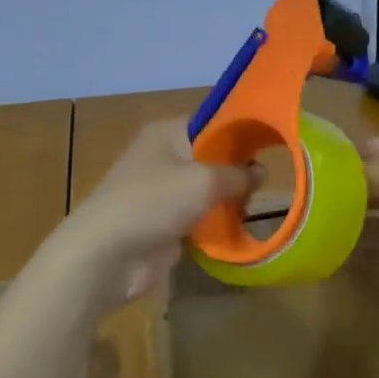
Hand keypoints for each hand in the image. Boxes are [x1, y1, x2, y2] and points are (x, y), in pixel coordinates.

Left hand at [69, 119, 254, 303]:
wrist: (106, 255)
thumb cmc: (154, 201)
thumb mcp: (204, 181)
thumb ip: (237, 174)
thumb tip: (260, 171)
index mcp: (167, 133)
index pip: (211, 121)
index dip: (240, 130)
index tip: (271, 142)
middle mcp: (163, 156)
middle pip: (210, 157)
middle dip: (238, 169)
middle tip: (268, 180)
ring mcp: (162, 192)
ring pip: (206, 190)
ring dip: (228, 200)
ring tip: (258, 206)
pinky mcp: (164, 224)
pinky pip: (198, 217)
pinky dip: (215, 224)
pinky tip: (240, 229)